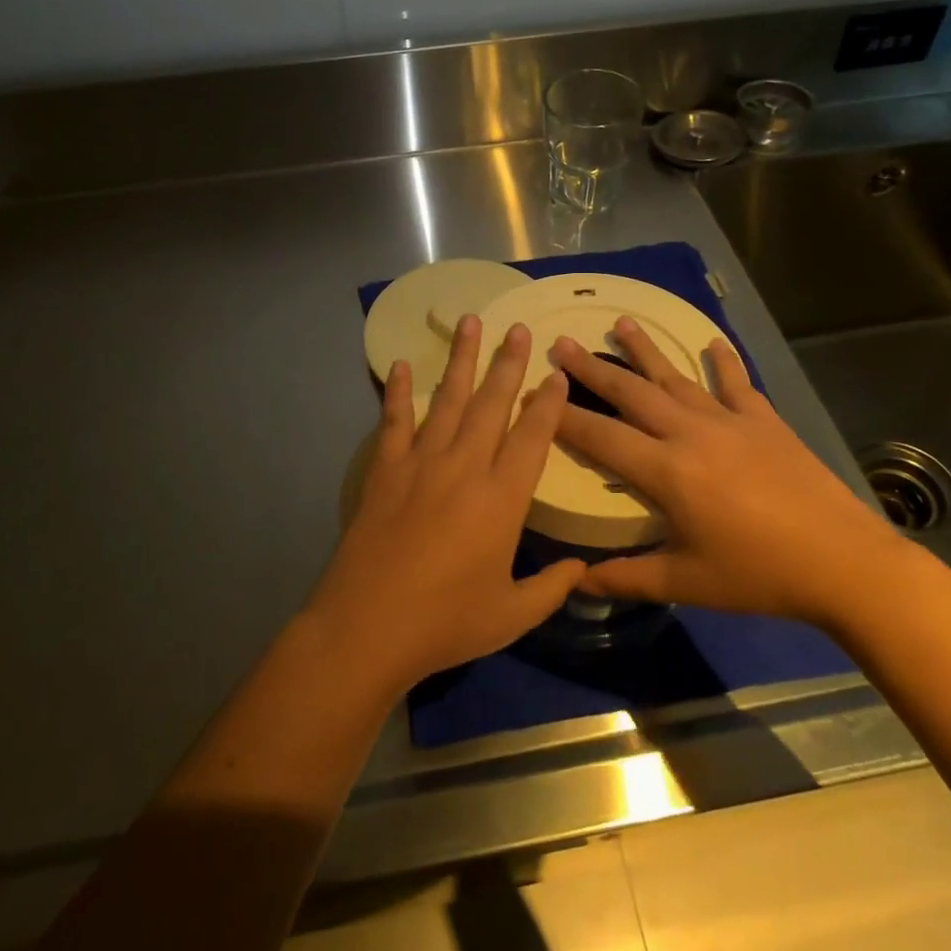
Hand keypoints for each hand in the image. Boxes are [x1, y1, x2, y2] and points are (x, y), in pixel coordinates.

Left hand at [307, 316, 584, 694]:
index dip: (548, 403)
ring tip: (470, 322)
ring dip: (461, 360)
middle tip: (520, 329)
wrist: (368, 627)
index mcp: (502, 499)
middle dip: (508, 363)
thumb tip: (581, 569)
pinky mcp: (385, 470)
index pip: (533, 436)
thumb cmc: (446, 623)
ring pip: (447, 400)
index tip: (556, 374)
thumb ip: (551, 588)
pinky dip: (397, 392)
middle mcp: (465, 467)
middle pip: (492, 403)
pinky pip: (394, 421)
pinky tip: (399, 365)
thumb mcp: (512, 615)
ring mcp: (421, 463)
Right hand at [550, 318, 909, 629]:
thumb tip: (576, 581)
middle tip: (561, 343)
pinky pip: (737, 384)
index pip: (600, 436)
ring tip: (620, 322)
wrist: (845, 563)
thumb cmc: (759, 575)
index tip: (534, 396)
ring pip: (675, 377)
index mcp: (666, 471)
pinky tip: (713, 341)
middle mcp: (690, 433)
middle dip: (591, 368)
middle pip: (630, 392)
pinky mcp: (765, 421)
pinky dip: (724, 361)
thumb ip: (627, 577)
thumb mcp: (687, 583)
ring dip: (644, 350)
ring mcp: (730, 421)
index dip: (562, 418)